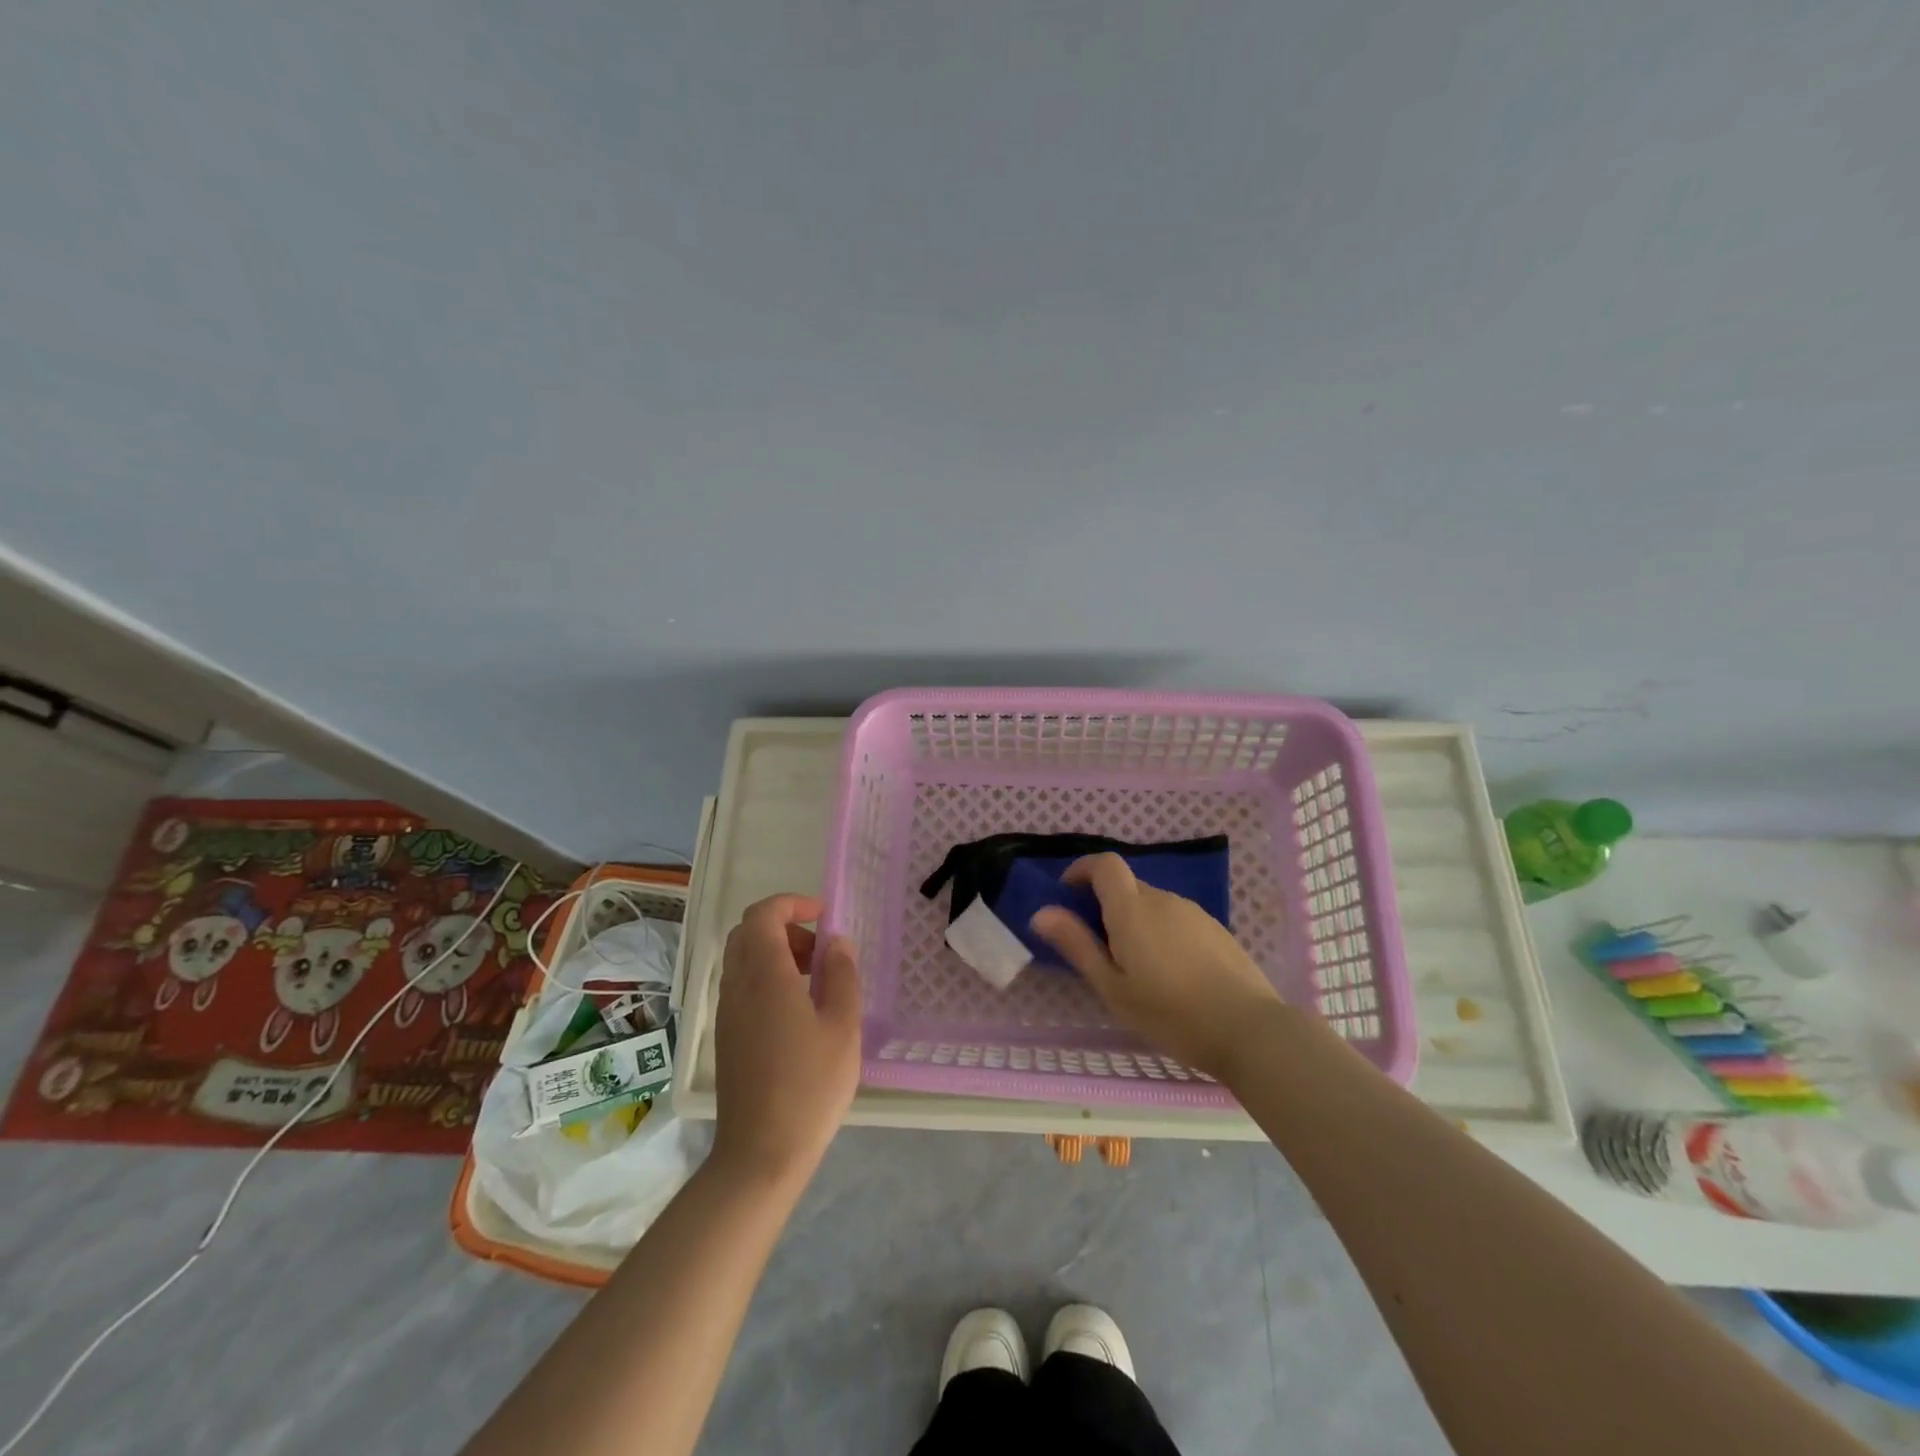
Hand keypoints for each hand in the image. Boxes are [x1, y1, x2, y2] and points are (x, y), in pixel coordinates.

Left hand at [711, 895, 861, 1188]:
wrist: (761, 1153)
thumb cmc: (810, 1086)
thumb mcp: (843, 1027)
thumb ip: (842, 975)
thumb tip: (836, 942)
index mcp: (765, 976)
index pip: (763, 915)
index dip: (793, 903)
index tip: (824, 916)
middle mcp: (737, 986)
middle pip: (748, 932)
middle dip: (785, 927)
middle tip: (820, 951)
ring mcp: (727, 1012)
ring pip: (742, 959)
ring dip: (776, 953)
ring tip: (815, 982)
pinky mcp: (726, 1036)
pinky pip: (741, 986)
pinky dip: (766, 978)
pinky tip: (796, 1012)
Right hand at [1030, 853, 1282, 1078]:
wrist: (1250, 1030)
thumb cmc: (1171, 1013)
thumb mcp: (1113, 987)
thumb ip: (1077, 945)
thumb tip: (1042, 912)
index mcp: (1132, 909)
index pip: (1104, 864)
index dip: (1082, 870)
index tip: (1067, 893)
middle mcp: (1163, 899)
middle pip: (1127, 886)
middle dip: (1105, 904)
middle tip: (1098, 947)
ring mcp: (1194, 912)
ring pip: (1153, 904)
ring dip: (1135, 921)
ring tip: (1135, 967)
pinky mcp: (1216, 930)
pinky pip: (1176, 919)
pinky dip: (1161, 932)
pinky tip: (1170, 973)